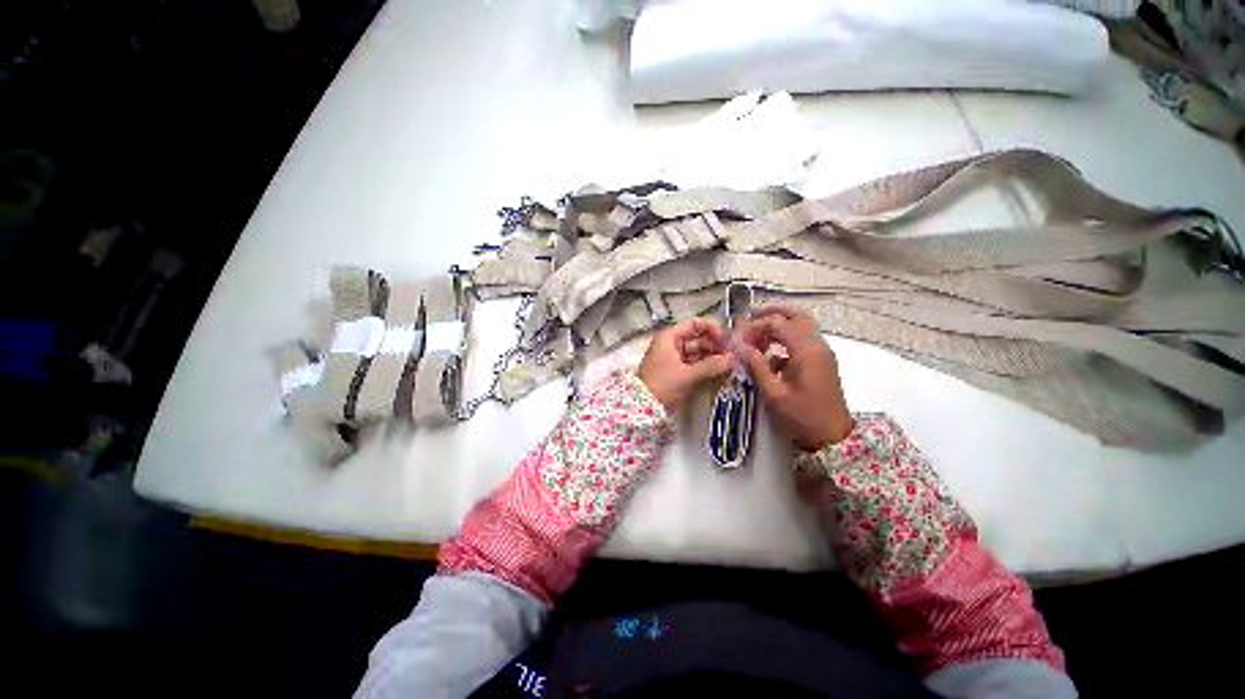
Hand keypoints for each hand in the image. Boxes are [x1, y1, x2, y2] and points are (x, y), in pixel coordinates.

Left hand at [638, 317, 733, 410]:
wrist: (643, 408)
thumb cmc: (662, 385)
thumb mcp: (687, 375)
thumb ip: (712, 365)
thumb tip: (734, 358)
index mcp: (670, 337)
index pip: (695, 324)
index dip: (712, 329)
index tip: (725, 342)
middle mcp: (672, 344)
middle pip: (698, 339)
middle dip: (716, 347)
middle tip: (733, 357)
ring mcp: (674, 358)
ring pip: (699, 353)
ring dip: (713, 359)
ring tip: (730, 367)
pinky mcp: (677, 372)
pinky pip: (695, 365)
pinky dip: (707, 368)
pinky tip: (721, 374)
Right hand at [736, 306, 852, 450]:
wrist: (833, 437)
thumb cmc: (802, 416)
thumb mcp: (774, 393)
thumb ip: (757, 365)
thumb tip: (740, 346)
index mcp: (806, 351)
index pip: (778, 324)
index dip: (755, 326)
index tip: (738, 337)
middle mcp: (817, 345)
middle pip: (796, 316)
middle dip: (772, 313)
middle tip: (750, 317)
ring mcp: (822, 352)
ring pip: (801, 325)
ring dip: (779, 325)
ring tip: (756, 334)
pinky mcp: (822, 361)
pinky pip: (803, 340)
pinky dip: (786, 339)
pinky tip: (769, 353)